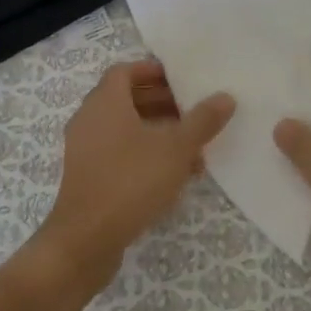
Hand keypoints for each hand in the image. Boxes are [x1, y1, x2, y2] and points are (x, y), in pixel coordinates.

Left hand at [37, 61, 234, 288]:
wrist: (86, 240)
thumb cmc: (131, 181)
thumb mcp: (176, 149)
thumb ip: (202, 121)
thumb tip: (225, 97)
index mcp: (105, 102)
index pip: (125, 71)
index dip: (152, 71)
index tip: (180, 79)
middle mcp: (89, 119)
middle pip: (126, 99)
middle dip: (161, 103)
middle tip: (192, 111)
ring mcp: (85, 149)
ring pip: (125, 129)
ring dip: (157, 132)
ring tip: (193, 149)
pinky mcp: (87, 176)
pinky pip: (118, 152)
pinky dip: (144, 154)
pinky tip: (174, 176)